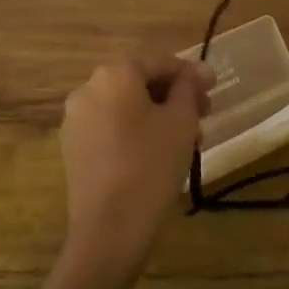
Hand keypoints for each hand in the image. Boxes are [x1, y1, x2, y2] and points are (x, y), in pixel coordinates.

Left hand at [60, 57, 212, 277]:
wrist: (110, 226)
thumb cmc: (152, 164)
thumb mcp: (181, 121)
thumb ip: (189, 89)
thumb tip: (198, 71)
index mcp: (113, 74)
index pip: (159, 62)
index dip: (190, 74)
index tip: (214, 88)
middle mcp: (88, 89)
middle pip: (139, 83)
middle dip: (173, 95)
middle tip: (203, 115)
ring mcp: (76, 120)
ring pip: (125, 106)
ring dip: (157, 114)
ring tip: (186, 138)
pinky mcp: (74, 147)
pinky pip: (111, 127)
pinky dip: (135, 131)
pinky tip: (158, 152)